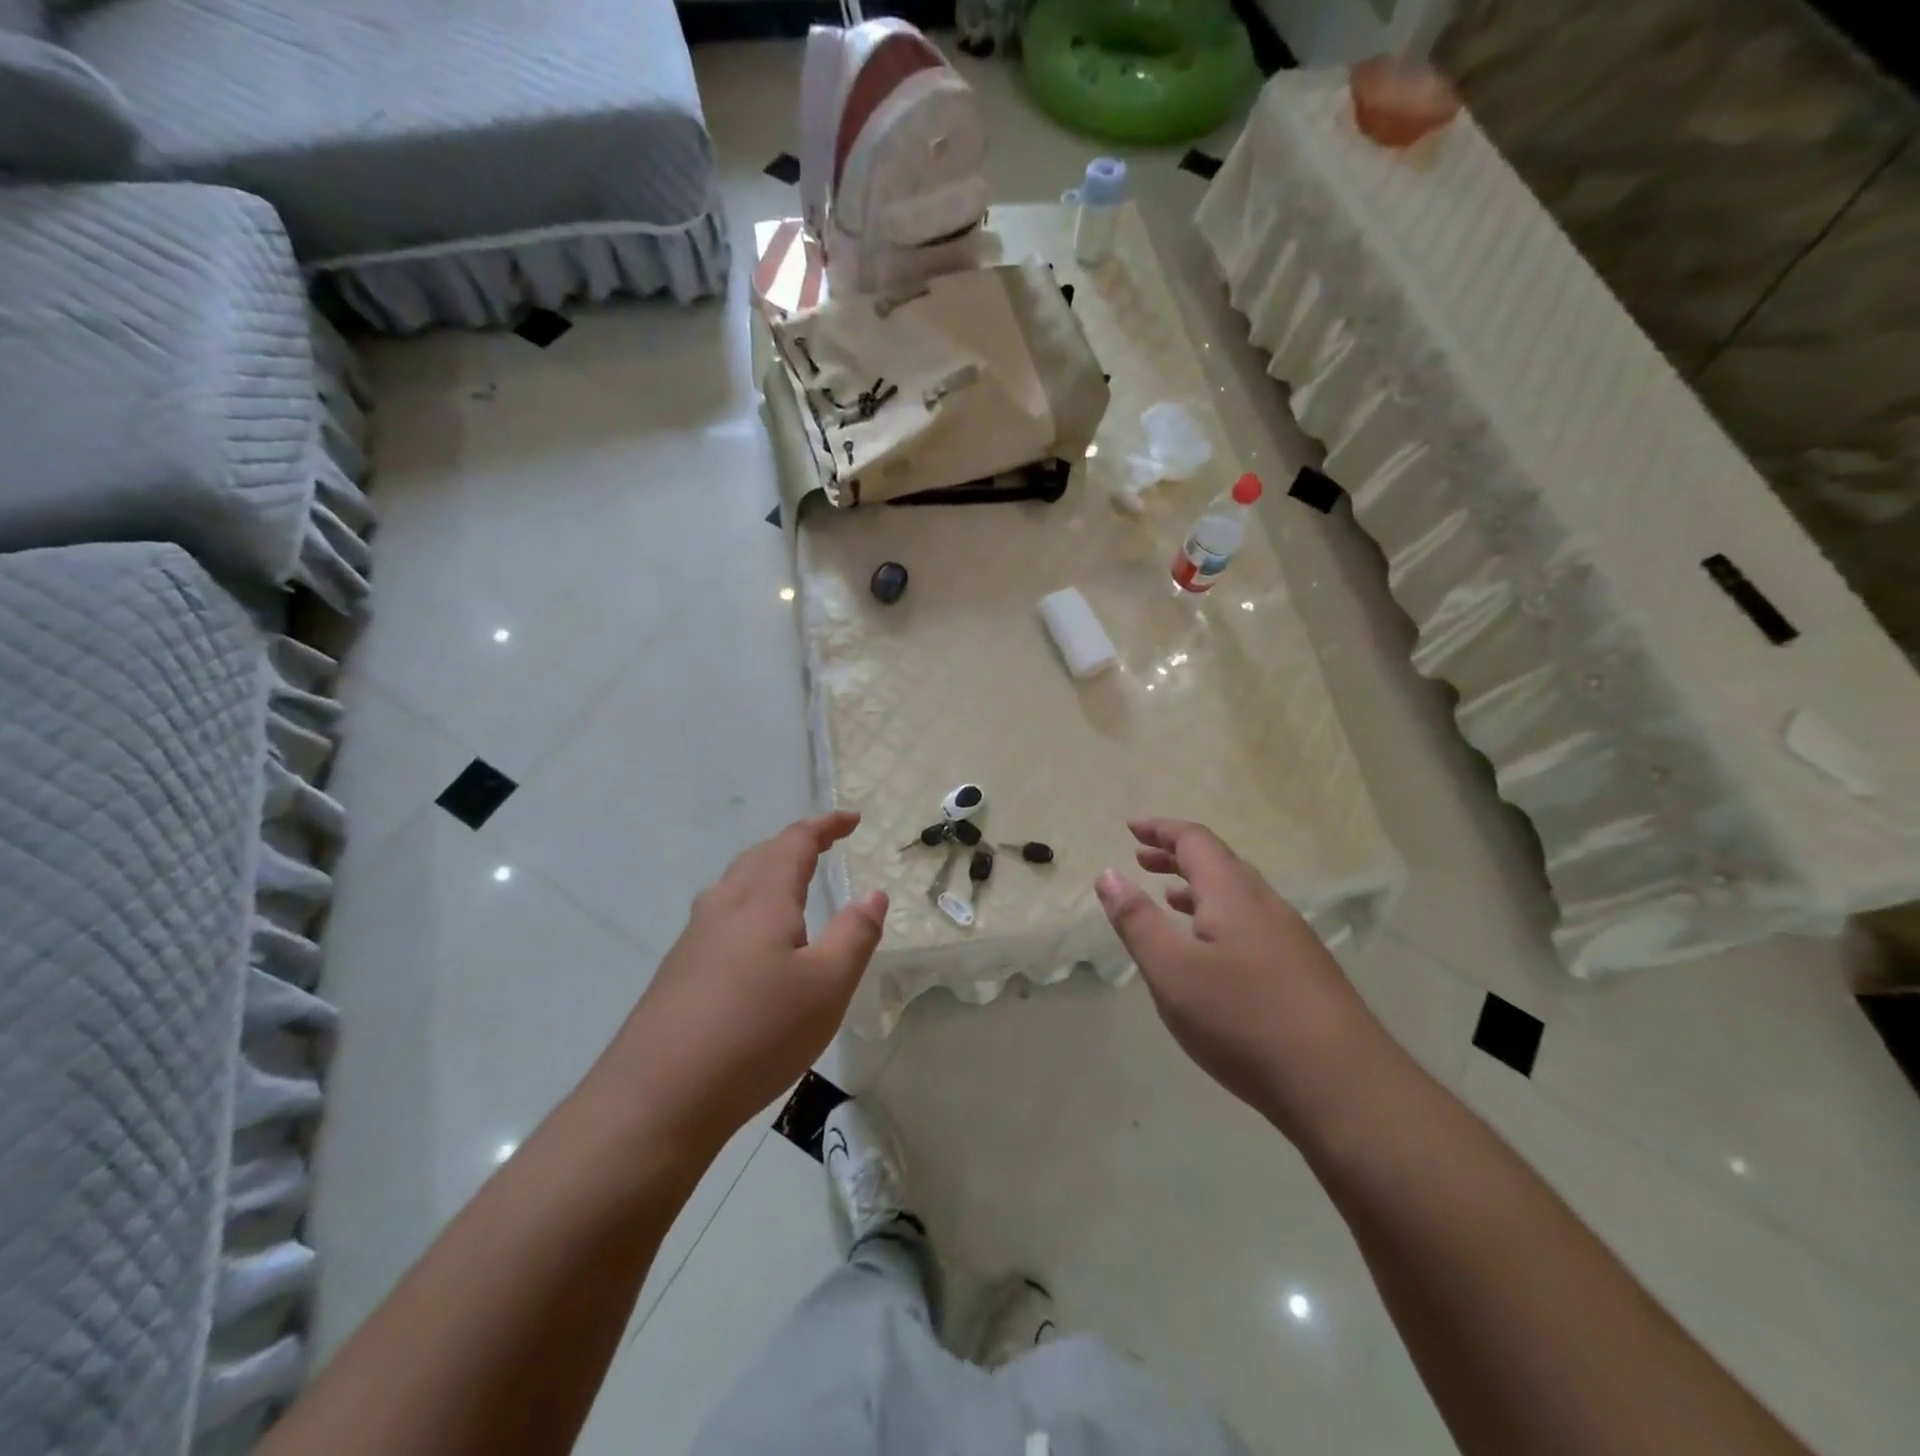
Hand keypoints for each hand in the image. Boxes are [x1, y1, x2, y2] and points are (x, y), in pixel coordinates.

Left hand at [596, 812, 887, 1151]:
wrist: (657, 1098)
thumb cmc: (757, 1033)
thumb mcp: (827, 987)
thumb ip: (855, 935)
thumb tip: (874, 894)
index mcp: (762, 899)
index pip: (796, 842)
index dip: (825, 826)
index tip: (852, 819)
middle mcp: (724, 906)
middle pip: (760, 857)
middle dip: (796, 845)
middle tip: (826, 846)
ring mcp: (694, 938)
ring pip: (735, 886)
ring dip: (768, 872)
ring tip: (792, 886)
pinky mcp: (678, 971)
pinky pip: (721, 917)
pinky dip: (750, 907)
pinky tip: (754, 943)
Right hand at [1095, 818, 1378, 1137]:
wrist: (1343, 1087)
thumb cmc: (1244, 1022)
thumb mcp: (1172, 972)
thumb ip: (1137, 921)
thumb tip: (1108, 874)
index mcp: (1233, 894)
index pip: (1195, 841)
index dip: (1161, 830)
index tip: (1131, 828)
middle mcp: (1266, 904)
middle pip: (1219, 862)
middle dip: (1177, 855)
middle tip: (1140, 857)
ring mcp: (1291, 937)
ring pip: (1238, 894)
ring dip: (1198, 886)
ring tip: (1167, 896)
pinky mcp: (1304, 969)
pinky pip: (1252, 921)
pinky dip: (1219, 915)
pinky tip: (1211, 949)